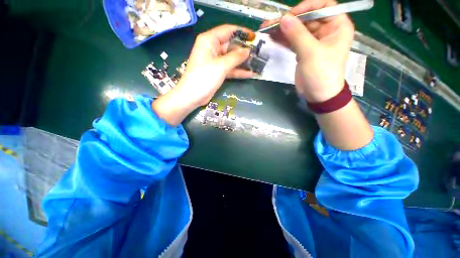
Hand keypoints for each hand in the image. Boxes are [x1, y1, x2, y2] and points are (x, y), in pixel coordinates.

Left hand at [152, 24, 253, 125]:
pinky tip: (251, 73)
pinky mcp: (217, 72)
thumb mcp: (221, 66)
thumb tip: (248, 51)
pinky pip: (230, 69)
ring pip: (232, 58)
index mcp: (209, 40)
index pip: (228, 30)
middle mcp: (212, 48)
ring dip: (243, 62)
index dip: (242, 33)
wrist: (192, 96)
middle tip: (259, 53)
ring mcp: (215, 61)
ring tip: (257, 63)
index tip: (255, 37)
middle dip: (245, 50)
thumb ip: (235, 57)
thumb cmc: (204, 77)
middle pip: (231, 45)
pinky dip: (239, 71)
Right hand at [261, 0, 353, 102]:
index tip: (290, 15)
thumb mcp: (311, 53)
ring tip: (267, 29)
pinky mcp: (303, 51)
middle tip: (271, 23)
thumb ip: (297, 35)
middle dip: (289, 20)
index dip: (307, 7)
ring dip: (283, 30)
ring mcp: (313, 41)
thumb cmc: (321, 73)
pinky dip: (283, 39)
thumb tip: (283, 18)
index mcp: (337, 26)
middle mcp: (326, 30)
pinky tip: (272, 38)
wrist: (318, 94)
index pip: (323, 6)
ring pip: (297, 30)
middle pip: (307, 18)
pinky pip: (292, 41)